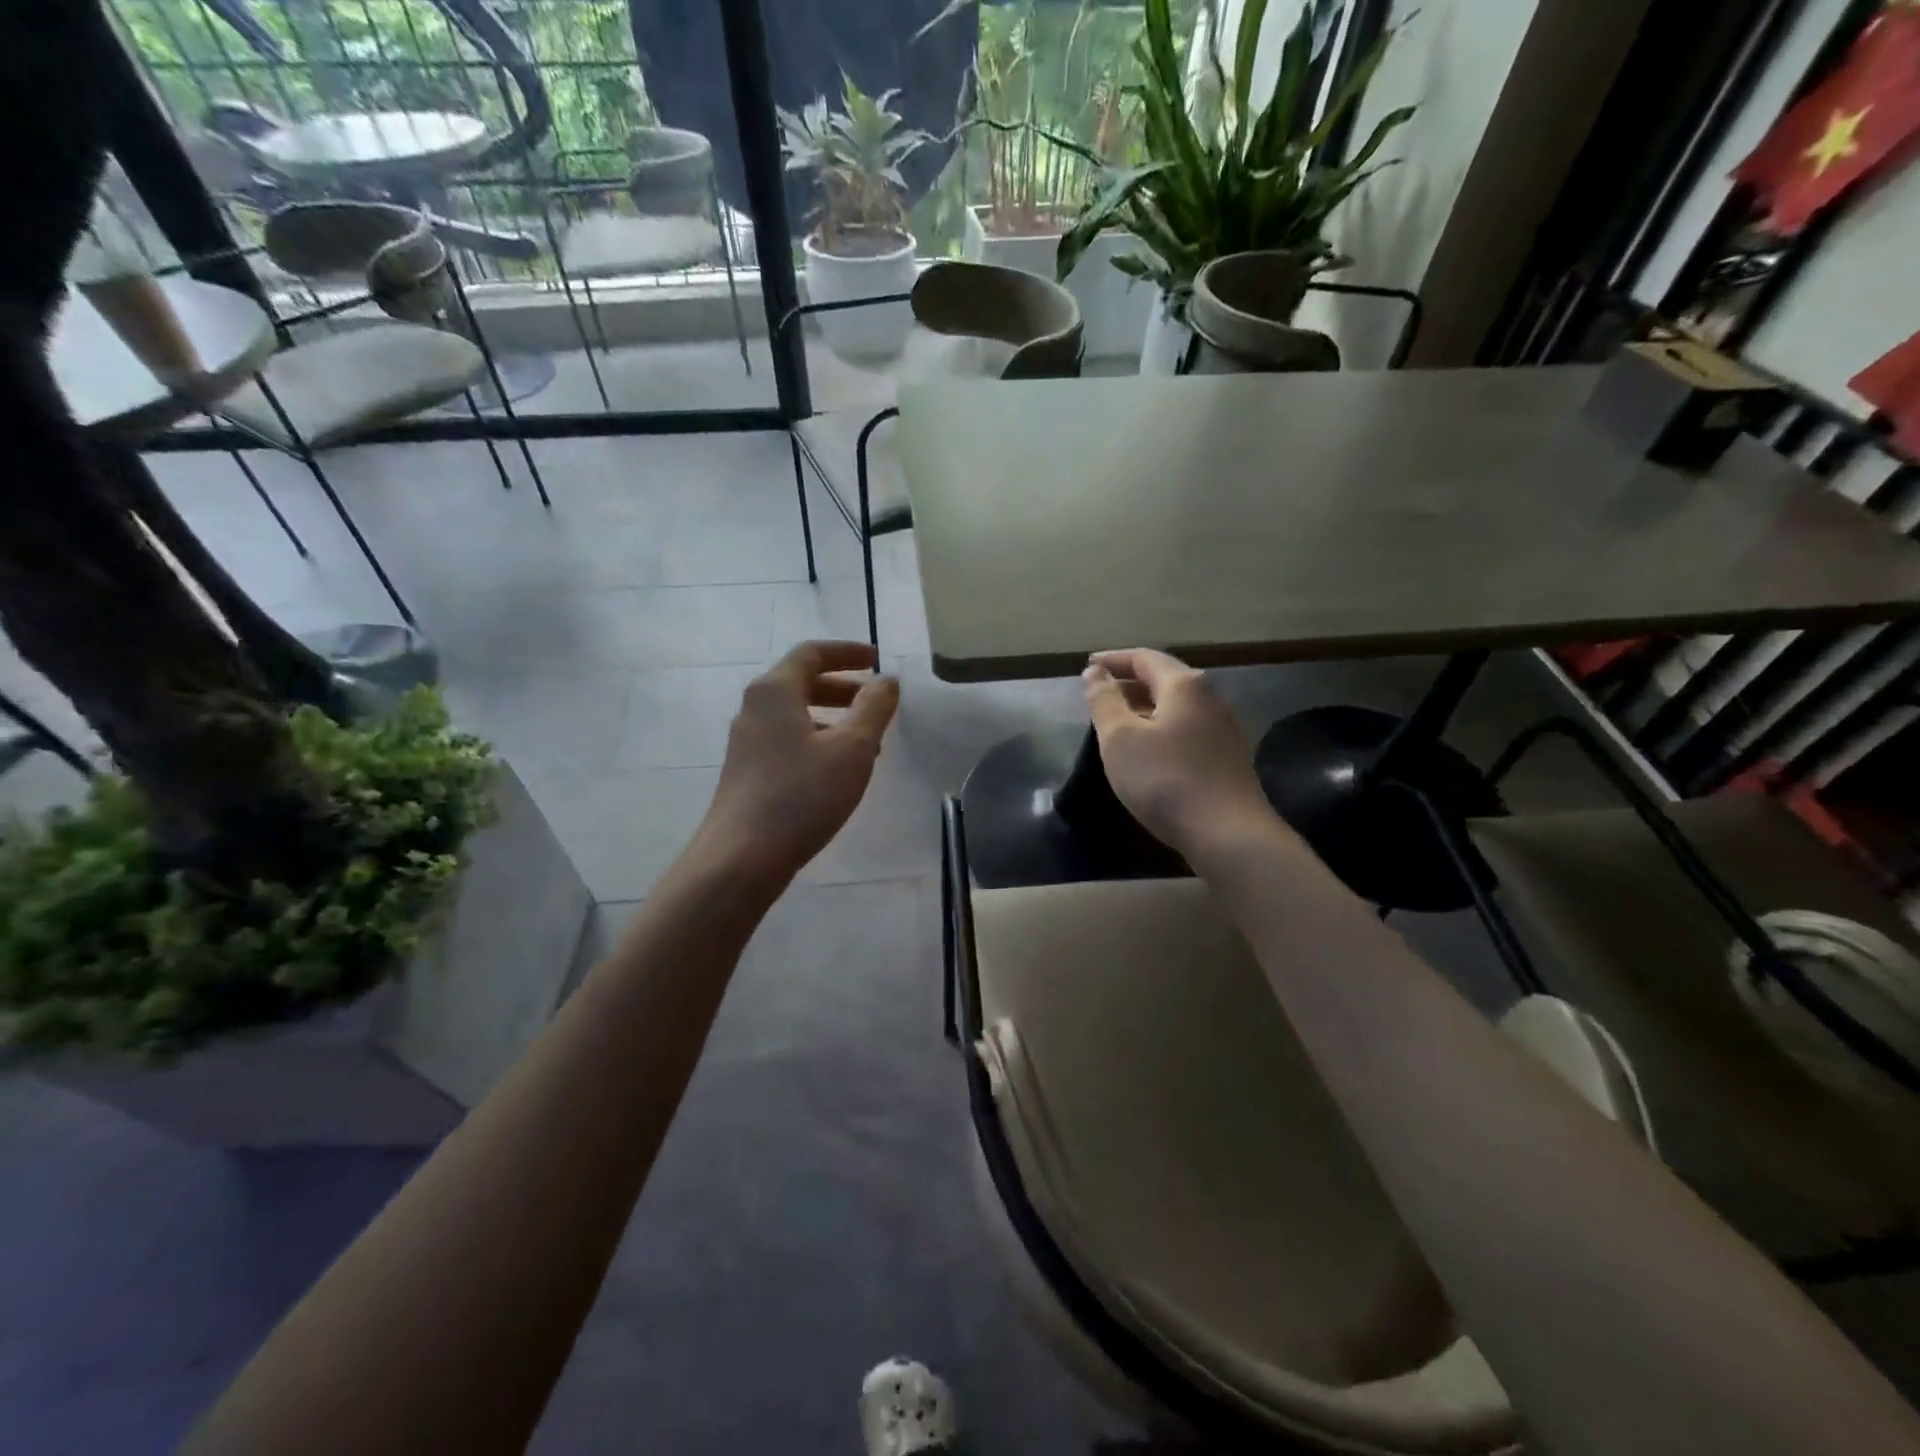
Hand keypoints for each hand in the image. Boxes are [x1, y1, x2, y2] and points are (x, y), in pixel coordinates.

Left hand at [696, 641, 899, 885]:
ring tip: (868, 740)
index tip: (878, 660)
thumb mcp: (852, 749)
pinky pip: (787, 738)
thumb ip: (873, 708)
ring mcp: (746, 740)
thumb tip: (887, 679)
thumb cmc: (801, 795)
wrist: (741, 857)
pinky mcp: (747, 770)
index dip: (848, 652)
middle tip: (876, 700)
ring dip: (833, 716)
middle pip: (801, 681)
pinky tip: (839, 769)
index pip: (812, 653)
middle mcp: (754, 707)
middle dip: (843, 686)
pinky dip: (817, 739)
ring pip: (795, 713)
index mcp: (775, 690)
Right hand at [1082, 648, 1273, 855]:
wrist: (1227, 833)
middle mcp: (1210, 698)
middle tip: (1099, 694)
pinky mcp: (1226, 756)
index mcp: (1184, 685)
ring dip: (1144, 706)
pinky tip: (1148, 749)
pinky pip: (1186, 728)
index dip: (1113, 660)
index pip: (1144, 658)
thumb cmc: (1165, 779)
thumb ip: (1104, 700)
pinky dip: (1160, 727)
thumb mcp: (1120, 738)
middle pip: (1164, 678)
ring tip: (1118, 721)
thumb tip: (1095, 672)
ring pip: (1176, 705)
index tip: (1088, 666)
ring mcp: (1223, 728)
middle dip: (1129, 682)